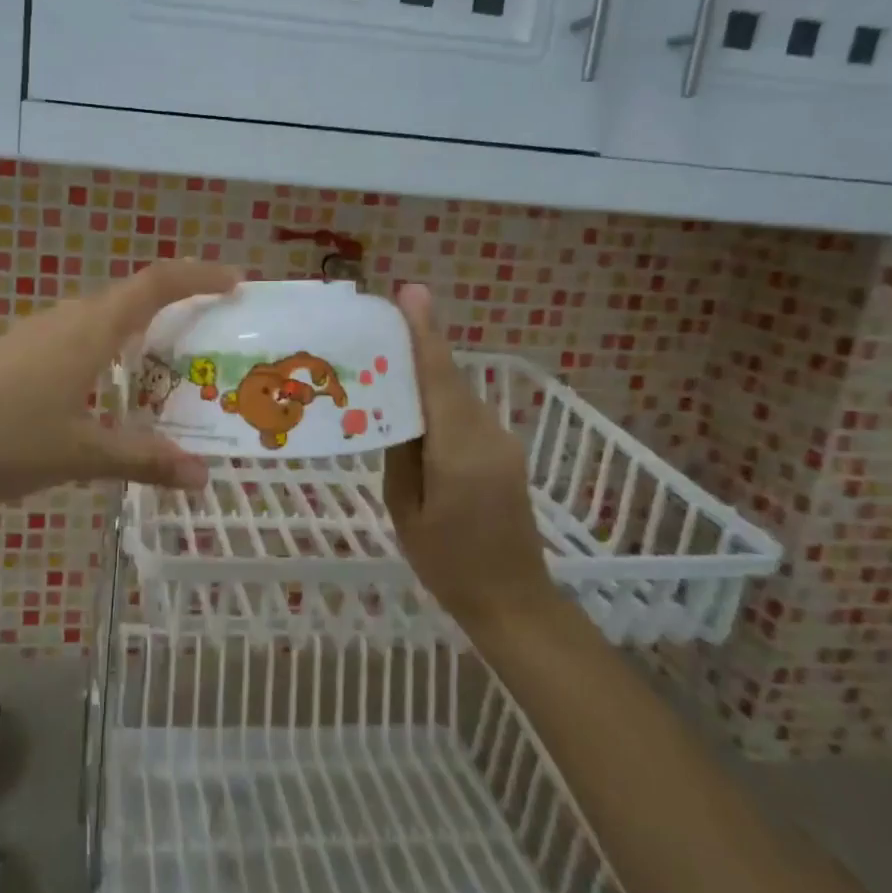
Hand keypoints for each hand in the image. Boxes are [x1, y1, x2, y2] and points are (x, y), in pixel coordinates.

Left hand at [0, 260, 239, 505]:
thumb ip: (144, 460)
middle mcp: (65, 319)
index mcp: (89, 331)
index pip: (155, 284)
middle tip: (209, 336)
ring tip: (164, 366)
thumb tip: (200, 476)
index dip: (198, 276)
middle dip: (175, 305)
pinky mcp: (15, 351)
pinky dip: (107, 347)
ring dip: (137, 329)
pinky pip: (76, 335)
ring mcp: (35, 333)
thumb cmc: (6, 442)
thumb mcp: (82, 455)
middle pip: (130, 296)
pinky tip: (104, 387)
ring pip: (101, 316)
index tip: (235, 283)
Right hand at [383, 284, 554, 632]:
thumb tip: (394, 410)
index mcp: (459, 451)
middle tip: (378, 327)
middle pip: (448, 379)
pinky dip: (440, 401)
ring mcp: (502, 442)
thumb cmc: (447, 563)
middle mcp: (487, 435)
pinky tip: (414, 407)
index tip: (410, 292)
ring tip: (386, 365)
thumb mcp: (406, 509)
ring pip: (457, 395)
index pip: (439, 378)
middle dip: (418, 347)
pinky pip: (466, 413)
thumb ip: (400, 453)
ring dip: (426, 376)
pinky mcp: (505, 452)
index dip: (424, 332)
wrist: (513, 600)